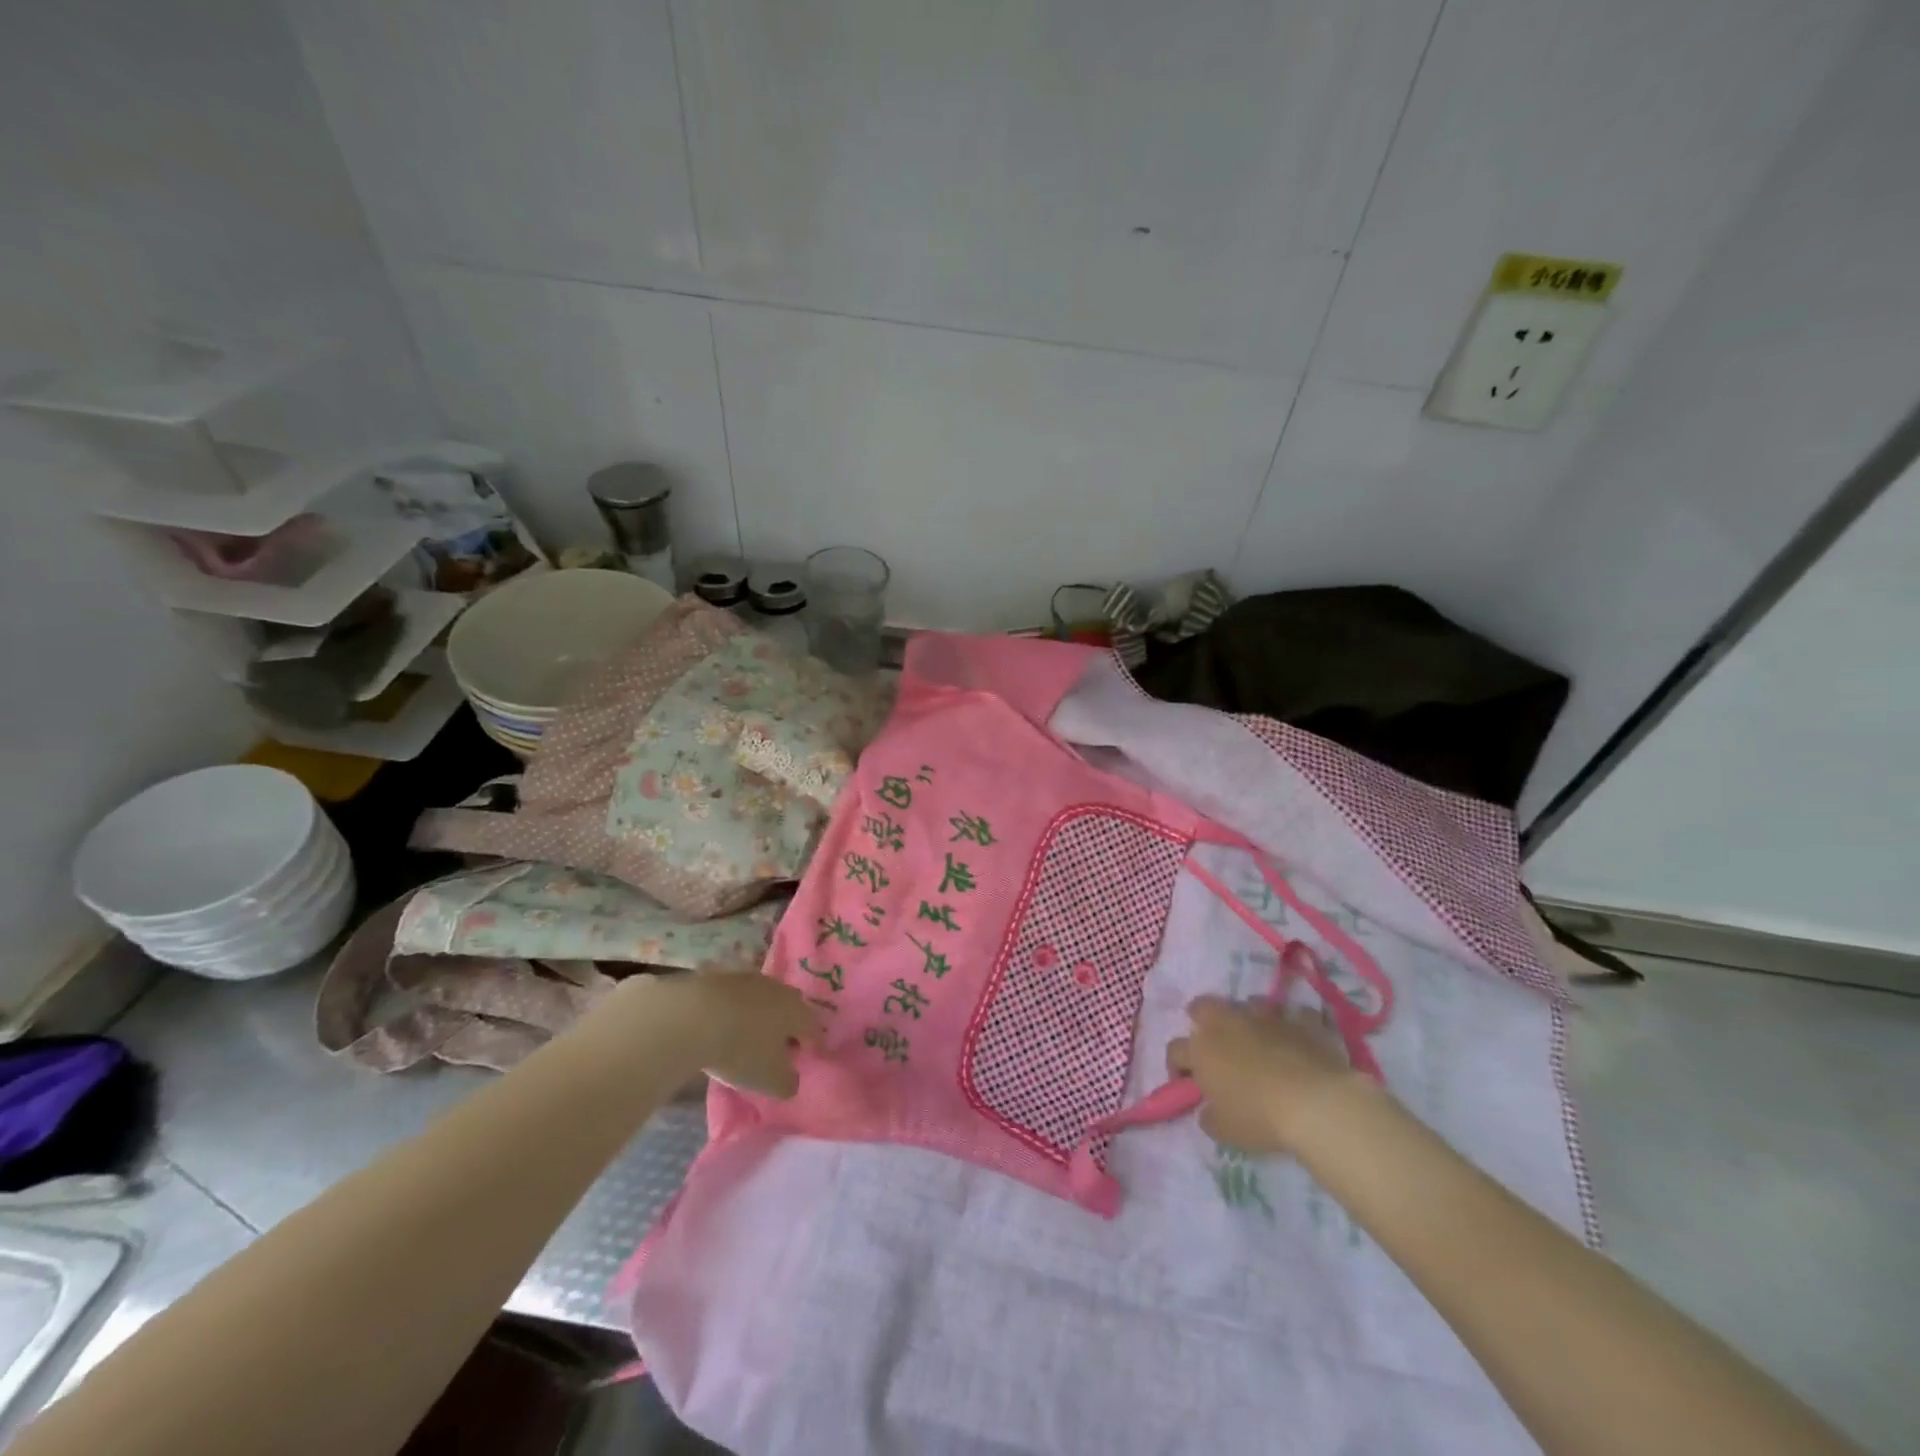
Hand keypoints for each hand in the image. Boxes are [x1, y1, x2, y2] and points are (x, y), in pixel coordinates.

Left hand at [647, 972, 821, 1097]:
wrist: (692, 1015)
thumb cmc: (741, 1049)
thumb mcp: (770, 1080)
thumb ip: (788, 1082)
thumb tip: (791, 1079)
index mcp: (797, 1011)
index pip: (814, 1029)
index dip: (814, 1045)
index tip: (809, 1058)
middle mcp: (779, 989)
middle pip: (790, 1010)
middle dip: (788, 1028)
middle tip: (781, 1048)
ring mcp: (750, 979)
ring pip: (764, 1001)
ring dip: (761, 1018)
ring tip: (750, 1038)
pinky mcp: (722, 977)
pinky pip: (738, 998)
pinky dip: (737, 1012)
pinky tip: (724, 1026)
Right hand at [1165, 995, 1367, 1155]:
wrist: (1315, 1103)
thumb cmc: (1260, 1116)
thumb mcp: (1225, 1130)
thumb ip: (1209, 1117)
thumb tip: (1208, 1111)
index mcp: (1202, 1049)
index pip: (1175, 1050)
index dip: (1177, 1067)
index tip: (1187, 1084)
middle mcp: (1228, 1023)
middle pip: (1203, 1007)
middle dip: (1203, 1019)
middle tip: (1215, 1043)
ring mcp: (1266, 1017)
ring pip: (1249, 1003)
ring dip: (1250, 1018)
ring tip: (1260, 1039)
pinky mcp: (1300, 1020)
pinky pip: (1295, 1015)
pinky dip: (1294, 1025)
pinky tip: (1299, 1041)